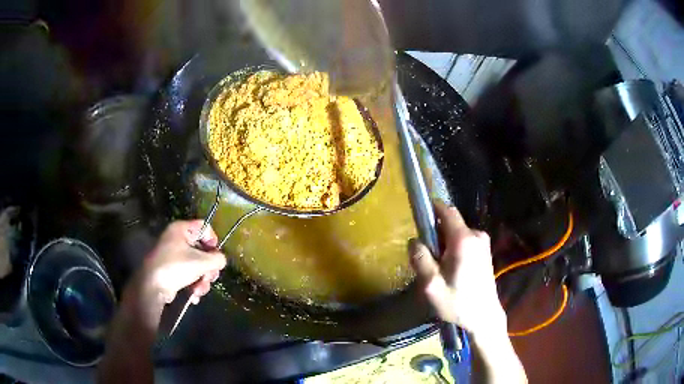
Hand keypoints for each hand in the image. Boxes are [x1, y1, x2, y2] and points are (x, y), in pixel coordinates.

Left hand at [138, 220, 226, 305]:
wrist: (152, 286)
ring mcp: (173, 256)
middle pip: (202, 250)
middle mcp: (176, 239)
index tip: (216, 255)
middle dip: (208, 268)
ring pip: (197, 266)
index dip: (213, 240)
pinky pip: (189, 274)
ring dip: (202, 280)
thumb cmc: (176, 267)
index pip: (204, 227)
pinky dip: (194, 285)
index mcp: (181, 229)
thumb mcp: (201, 262)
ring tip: (198, 290)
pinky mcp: (172, 271)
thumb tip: (221, 260)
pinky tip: (193, 295)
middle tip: (209, 278)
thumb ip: (217, 259)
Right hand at [408, 202, 505, 335]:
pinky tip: (451, 271)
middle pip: (450, 223)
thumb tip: (413, 241)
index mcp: (463, 240)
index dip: (431, 209)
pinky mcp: (484, 251)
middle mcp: (476, 235)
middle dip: (435, 234)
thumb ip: (420, 260)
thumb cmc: (458, 302)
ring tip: (438, 269)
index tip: (417, 217)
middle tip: (427, 258)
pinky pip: (463, 241)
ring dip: (443, 244)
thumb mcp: (432, 285)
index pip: (446, 210)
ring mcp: (482, 243)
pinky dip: (453, 249)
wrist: (484, 316)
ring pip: (456, 233)